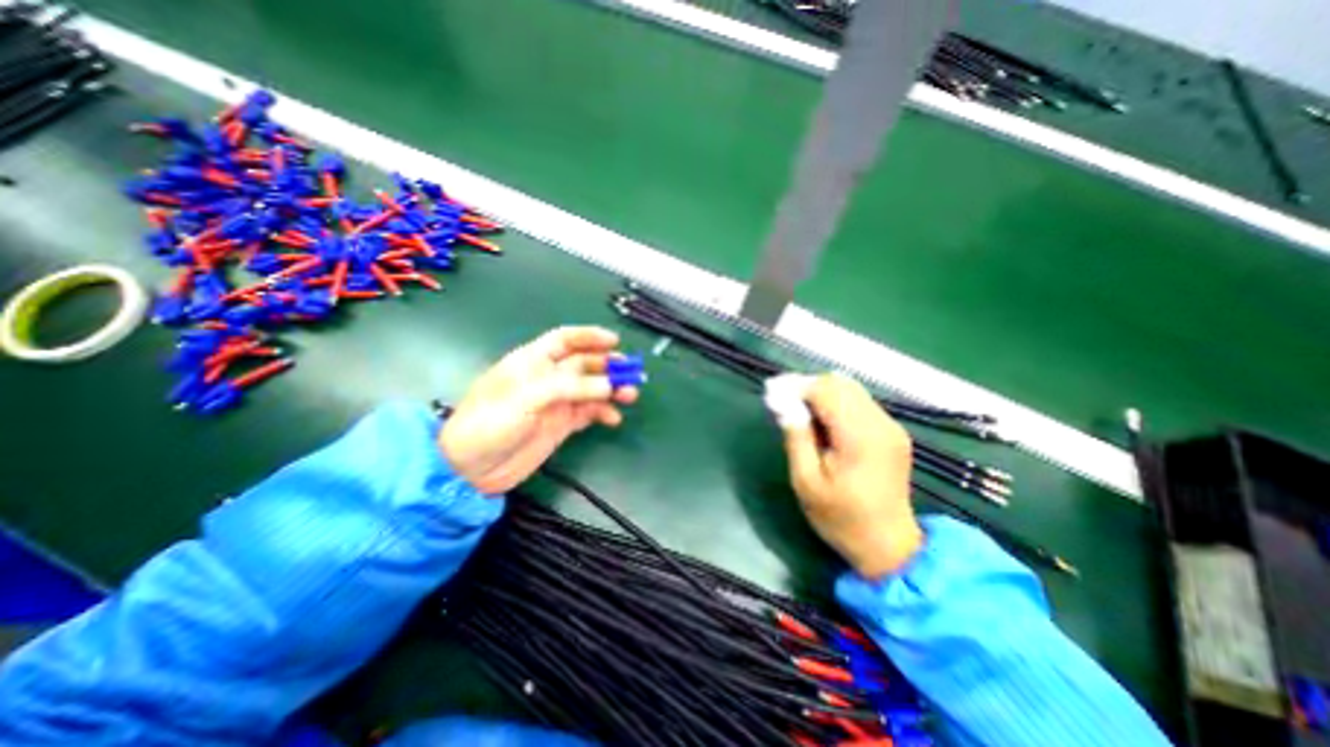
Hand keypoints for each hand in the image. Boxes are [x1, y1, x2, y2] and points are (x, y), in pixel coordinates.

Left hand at [441, 326, 638, 496]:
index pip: (564, 340)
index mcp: (532, 361)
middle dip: (608, 365)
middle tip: (631, 373)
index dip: (589, 336)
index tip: (615, 341)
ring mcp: (556, 402)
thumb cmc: (489, 424)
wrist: (470, 470)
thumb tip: (608, 386)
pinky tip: (613, 419)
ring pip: (591, 389)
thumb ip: (568, 388)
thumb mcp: (526, 399)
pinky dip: (604, 413)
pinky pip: (589, 413)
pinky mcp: (562, 424)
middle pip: (585, 364)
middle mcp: (548, 378)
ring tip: (630, 395)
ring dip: (612, 389)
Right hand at [780, 376, 926, 580]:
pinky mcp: (893, 432)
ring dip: (823, 393)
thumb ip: (796, 438)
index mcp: (859, 437)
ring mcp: (891, 427)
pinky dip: (837, 403)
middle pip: (841, 383)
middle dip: (809, 387)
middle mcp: (880, 424)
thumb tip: (785, 403)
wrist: (889, 546)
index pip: (827, 390)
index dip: (797, 387)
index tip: (773, 394)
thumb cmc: (840, 518)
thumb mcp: (806, 482)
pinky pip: (860, 403)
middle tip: (784, 402)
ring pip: (851, 389)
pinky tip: (823, 422)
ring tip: (800, 411)